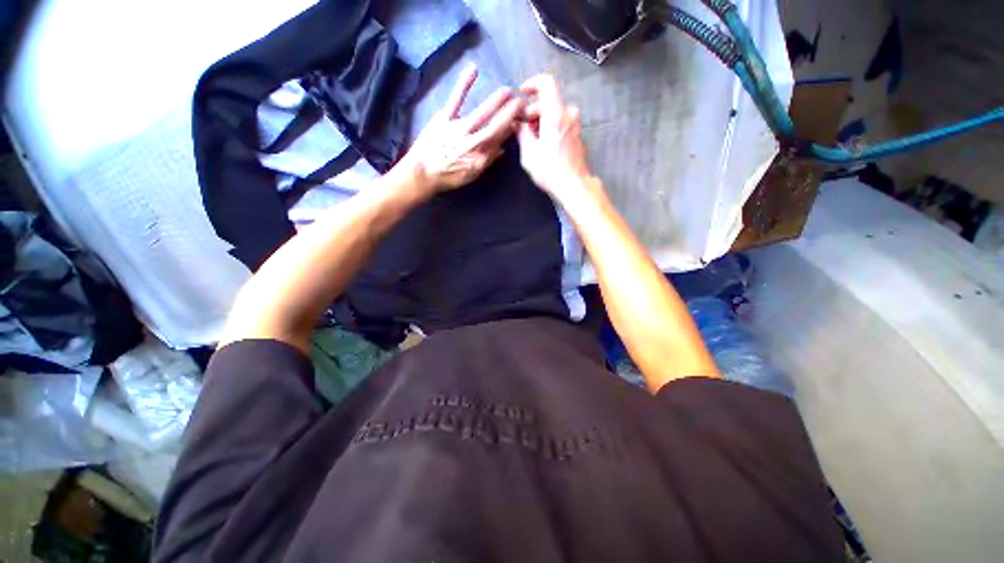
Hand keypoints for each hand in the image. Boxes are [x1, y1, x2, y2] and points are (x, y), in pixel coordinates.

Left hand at [396, 65, 524, 193]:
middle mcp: (473, 142)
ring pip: (481, 114)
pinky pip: (456, 100)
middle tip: (521, 101)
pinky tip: (473, 70)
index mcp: (480, 156)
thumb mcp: (471, 175)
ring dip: (496, 102)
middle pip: (495, 126)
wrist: (422, 173)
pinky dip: (464, 84)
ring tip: (507, 91)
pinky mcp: (444, 118)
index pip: (499, 140)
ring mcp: (459, 129)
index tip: (520, 119)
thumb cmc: (448, 176)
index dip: (511, 129)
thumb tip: (501, 149)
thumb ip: (487, 161)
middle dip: (509, 113)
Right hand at [515, 74, 598, 201]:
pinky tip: (544, 145)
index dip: (532, 84)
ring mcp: (576, 124)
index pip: (546, 83)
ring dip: (542, 121)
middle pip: (548, 101)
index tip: (522, 94)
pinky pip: (562, 122)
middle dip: (533, 112)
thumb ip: (522, 133)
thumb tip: (516, 123)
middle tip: (523, 129)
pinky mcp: (578, 135)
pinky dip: (551, 127)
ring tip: (532, 140)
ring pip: (555, 113)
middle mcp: (569, 114)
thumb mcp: (529, 153)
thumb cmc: (550, 170)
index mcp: (555, 114)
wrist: (574, 185)